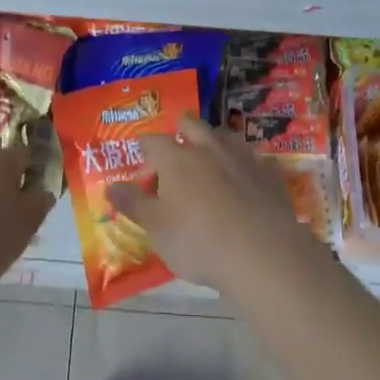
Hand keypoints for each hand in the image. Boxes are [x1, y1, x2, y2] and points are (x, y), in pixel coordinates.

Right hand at [107, 117, 313, 302]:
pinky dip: (246, 163)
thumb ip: (133, 204)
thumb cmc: (198, 241)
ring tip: (210, 154)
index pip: (153, 141)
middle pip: (192, 125)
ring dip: (215, 140)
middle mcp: (208, 148)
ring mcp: (242, 157)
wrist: (262, 255)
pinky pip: (255, 159)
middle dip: (181, 129)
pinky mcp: (269, 174)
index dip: (145, 146)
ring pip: (225, 136)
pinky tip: (246, 176)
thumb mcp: (156, 228)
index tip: (141, 154)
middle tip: (176, 142)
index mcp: (177, 158)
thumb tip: (110, 186)